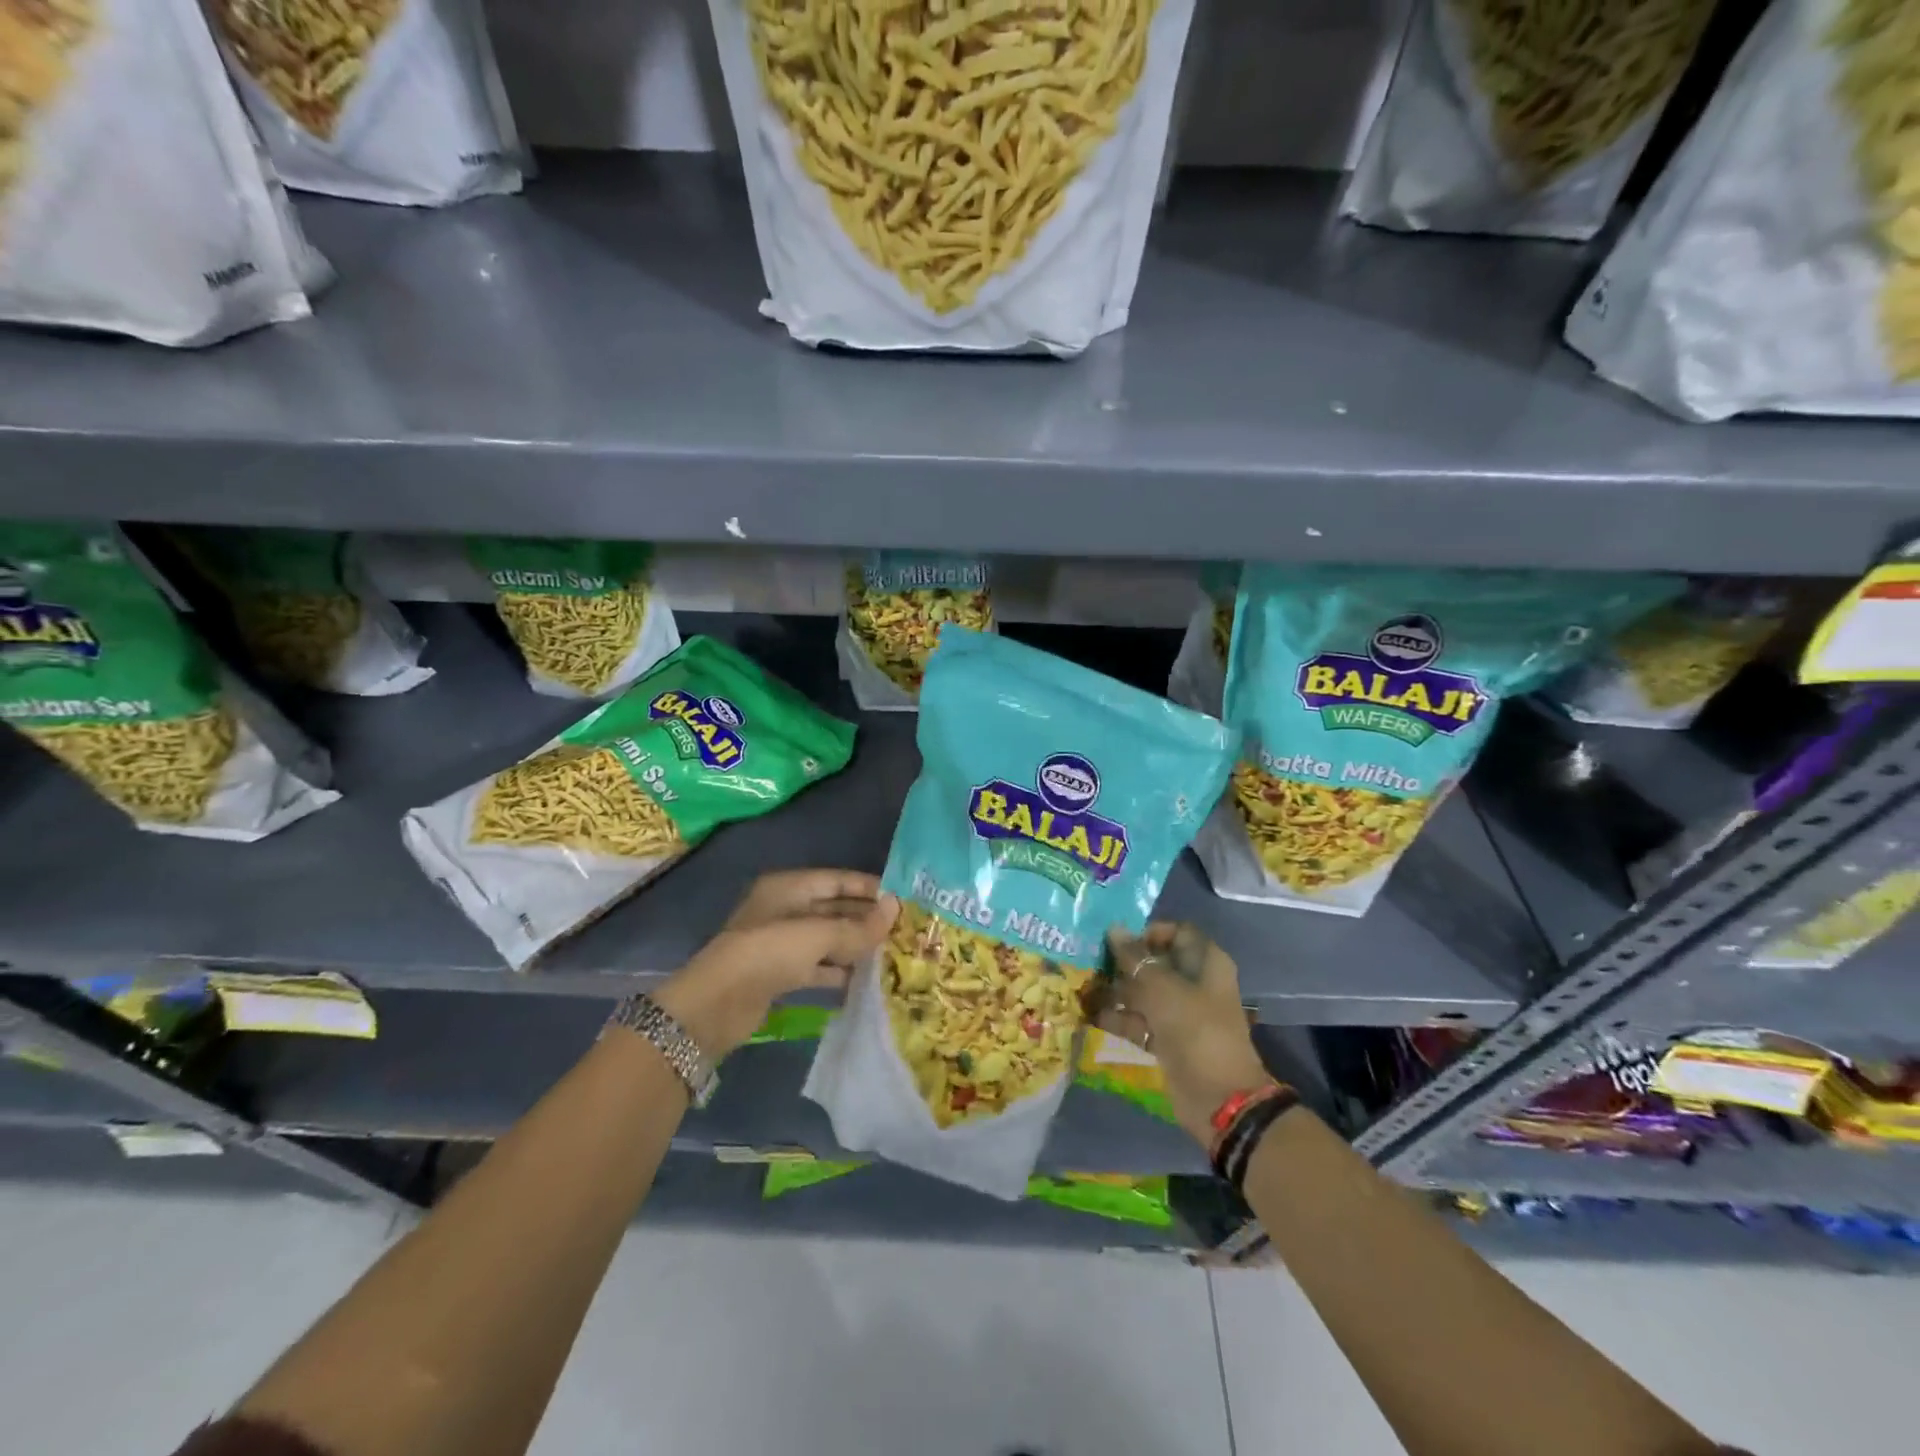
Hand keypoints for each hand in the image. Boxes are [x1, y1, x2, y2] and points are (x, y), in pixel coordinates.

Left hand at [652, 870, 896, 1060]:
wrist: (717, 1004)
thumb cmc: (769, 953)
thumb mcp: (818, 935)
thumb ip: (858, 925)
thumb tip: (895, 908)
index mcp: (788, 887)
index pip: (836, 880)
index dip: (868, 888)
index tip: (901, 898)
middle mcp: (784, 909)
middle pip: (833, 909)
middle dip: (864, 919)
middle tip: (902, 930)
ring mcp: (779, 943)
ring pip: (826, 939)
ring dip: (854, 946)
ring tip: (891, 954)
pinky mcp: (778, 973)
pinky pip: (816, 966)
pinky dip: (837, 971)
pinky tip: (863, 980)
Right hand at [1090, 923, 1273, 1145]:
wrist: (1218, 1098)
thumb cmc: (1195, 1030)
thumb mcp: (1162, 989)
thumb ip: (1135, 959)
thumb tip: (1114, 929)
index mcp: (1205, 963)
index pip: (1176, 933)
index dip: (1148, 933)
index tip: (1119, 940)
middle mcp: (1195, 983)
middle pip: (1156, 963)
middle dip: (1124, 963)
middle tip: (1092, 962)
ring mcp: (1182, 1013)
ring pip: (1145, 992)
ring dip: (1117, 991)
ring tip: (1085, 989)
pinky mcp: (1169, 1039)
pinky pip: (1141, 1021)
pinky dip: (1121, 1018)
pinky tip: (1092, 1016)